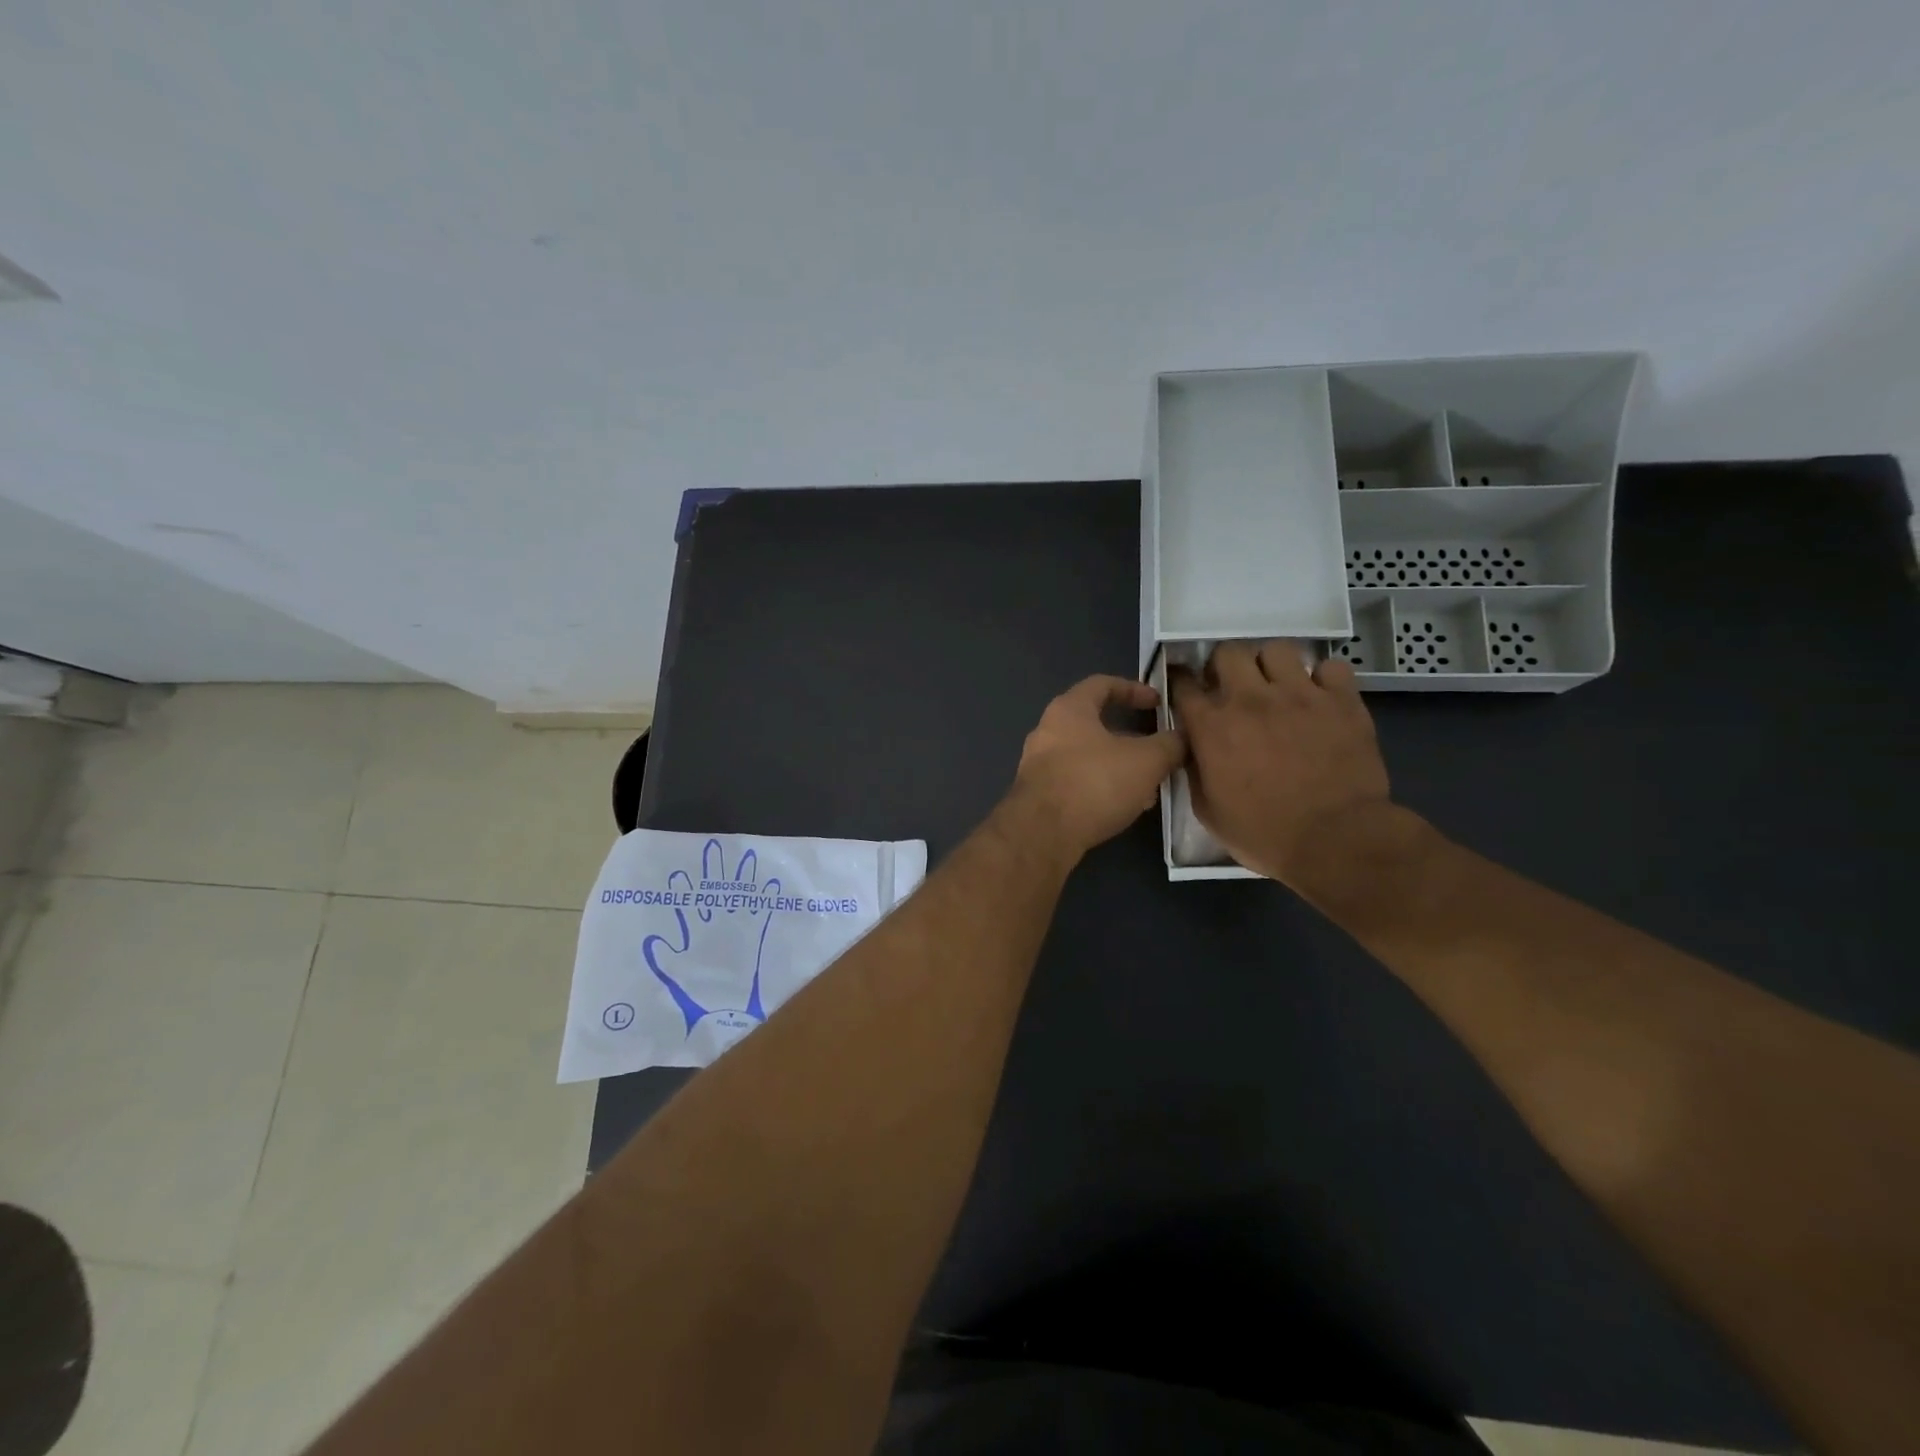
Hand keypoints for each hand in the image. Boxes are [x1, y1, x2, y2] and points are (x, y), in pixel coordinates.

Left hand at [1013, 675, 1185, 859]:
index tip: (1158, 703)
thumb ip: (1169, 744)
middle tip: (1157, 751)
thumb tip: (1181, 738)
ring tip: (1149, 786)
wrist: (1043, 833)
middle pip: (1095, 724)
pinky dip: (1102, 787)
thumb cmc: (1094, 783)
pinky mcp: (1038, 795)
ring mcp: (1039, 764)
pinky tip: (1125, 807)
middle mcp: (1048, 730)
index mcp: (1069, 709)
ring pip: (1088, 756)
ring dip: (1119, 767)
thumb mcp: (1146, 760)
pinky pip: (1077, 781)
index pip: (1102, 684)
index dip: (1134, 689)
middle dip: (1130, 738)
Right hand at [1168, 641, 1394, 886]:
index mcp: (1212, 727)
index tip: (1188, 692)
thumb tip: (1194, 749)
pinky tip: (1321, 698)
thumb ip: (1196, 771)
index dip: (1182, 685)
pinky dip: (1324, 679)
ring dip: (1272, 666)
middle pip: (1228, 652)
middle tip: (1233, 687)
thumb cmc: (1264, 834)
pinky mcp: (1341, 700)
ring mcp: (1299, 694)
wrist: (1337, 840)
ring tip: (1278, 687)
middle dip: (1225, 666)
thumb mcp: (1209, 812)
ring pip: (1277, 649)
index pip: (1184, 686)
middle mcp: (1251, 699)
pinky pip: (1331, 667)